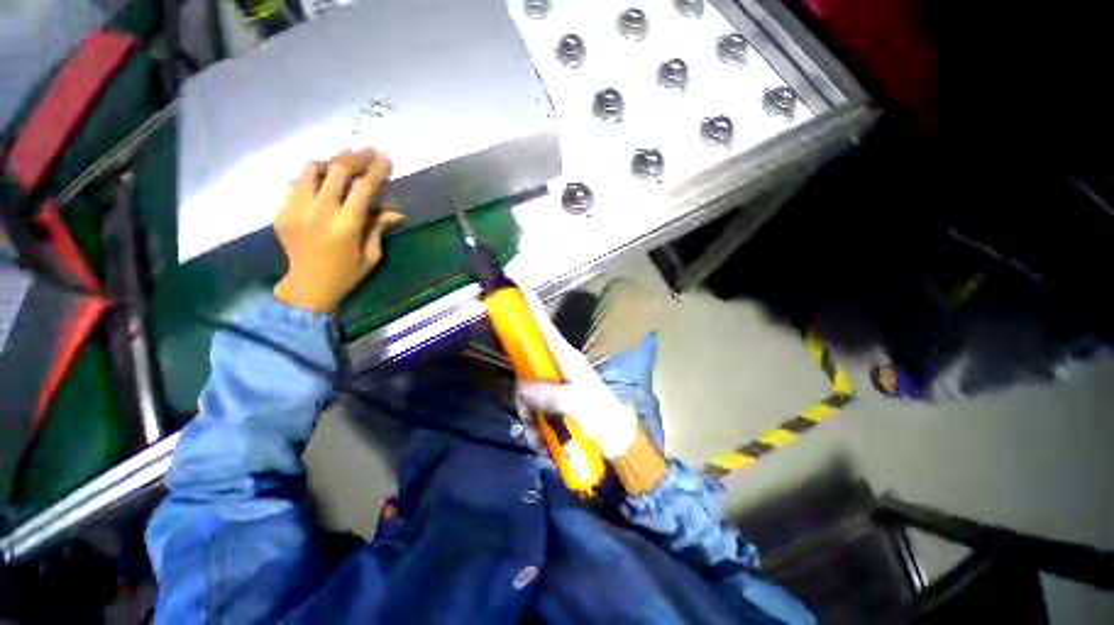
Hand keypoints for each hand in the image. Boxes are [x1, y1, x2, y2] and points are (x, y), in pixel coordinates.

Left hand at [273, 149, 402, 312]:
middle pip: (335, 171)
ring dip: (329, 162)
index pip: (363, 188)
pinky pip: (296, 183)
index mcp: (345, 226)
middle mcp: (319, 212)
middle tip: (366, 151)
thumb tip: (395, 212)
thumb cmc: (347, 273)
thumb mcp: (371, 255)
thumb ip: (378, 228)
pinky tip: (322, 180)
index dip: (375, 170)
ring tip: (342, 162)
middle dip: (354, 157)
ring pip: (310, 170)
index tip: (385, 157)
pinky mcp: (281, 211)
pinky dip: (311, 177)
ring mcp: (295, 210)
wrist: (307, 286)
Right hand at [516, 289, 638, 458]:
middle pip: (524, 365)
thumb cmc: (602, 417)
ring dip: (530, 419)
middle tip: (531, 423)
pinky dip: (534, 427)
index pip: (543, 325)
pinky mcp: (552, 399)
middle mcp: (557, 364)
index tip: (514, 281)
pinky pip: (532, 407)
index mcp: (566, 356)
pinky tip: (545, 443)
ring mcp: (554, 382)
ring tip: (544, 440)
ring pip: (525, 391)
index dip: (529, 303)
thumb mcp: (577, 404)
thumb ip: (549, 393)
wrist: (617, 440)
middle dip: (523, 398)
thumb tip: (521, 385)